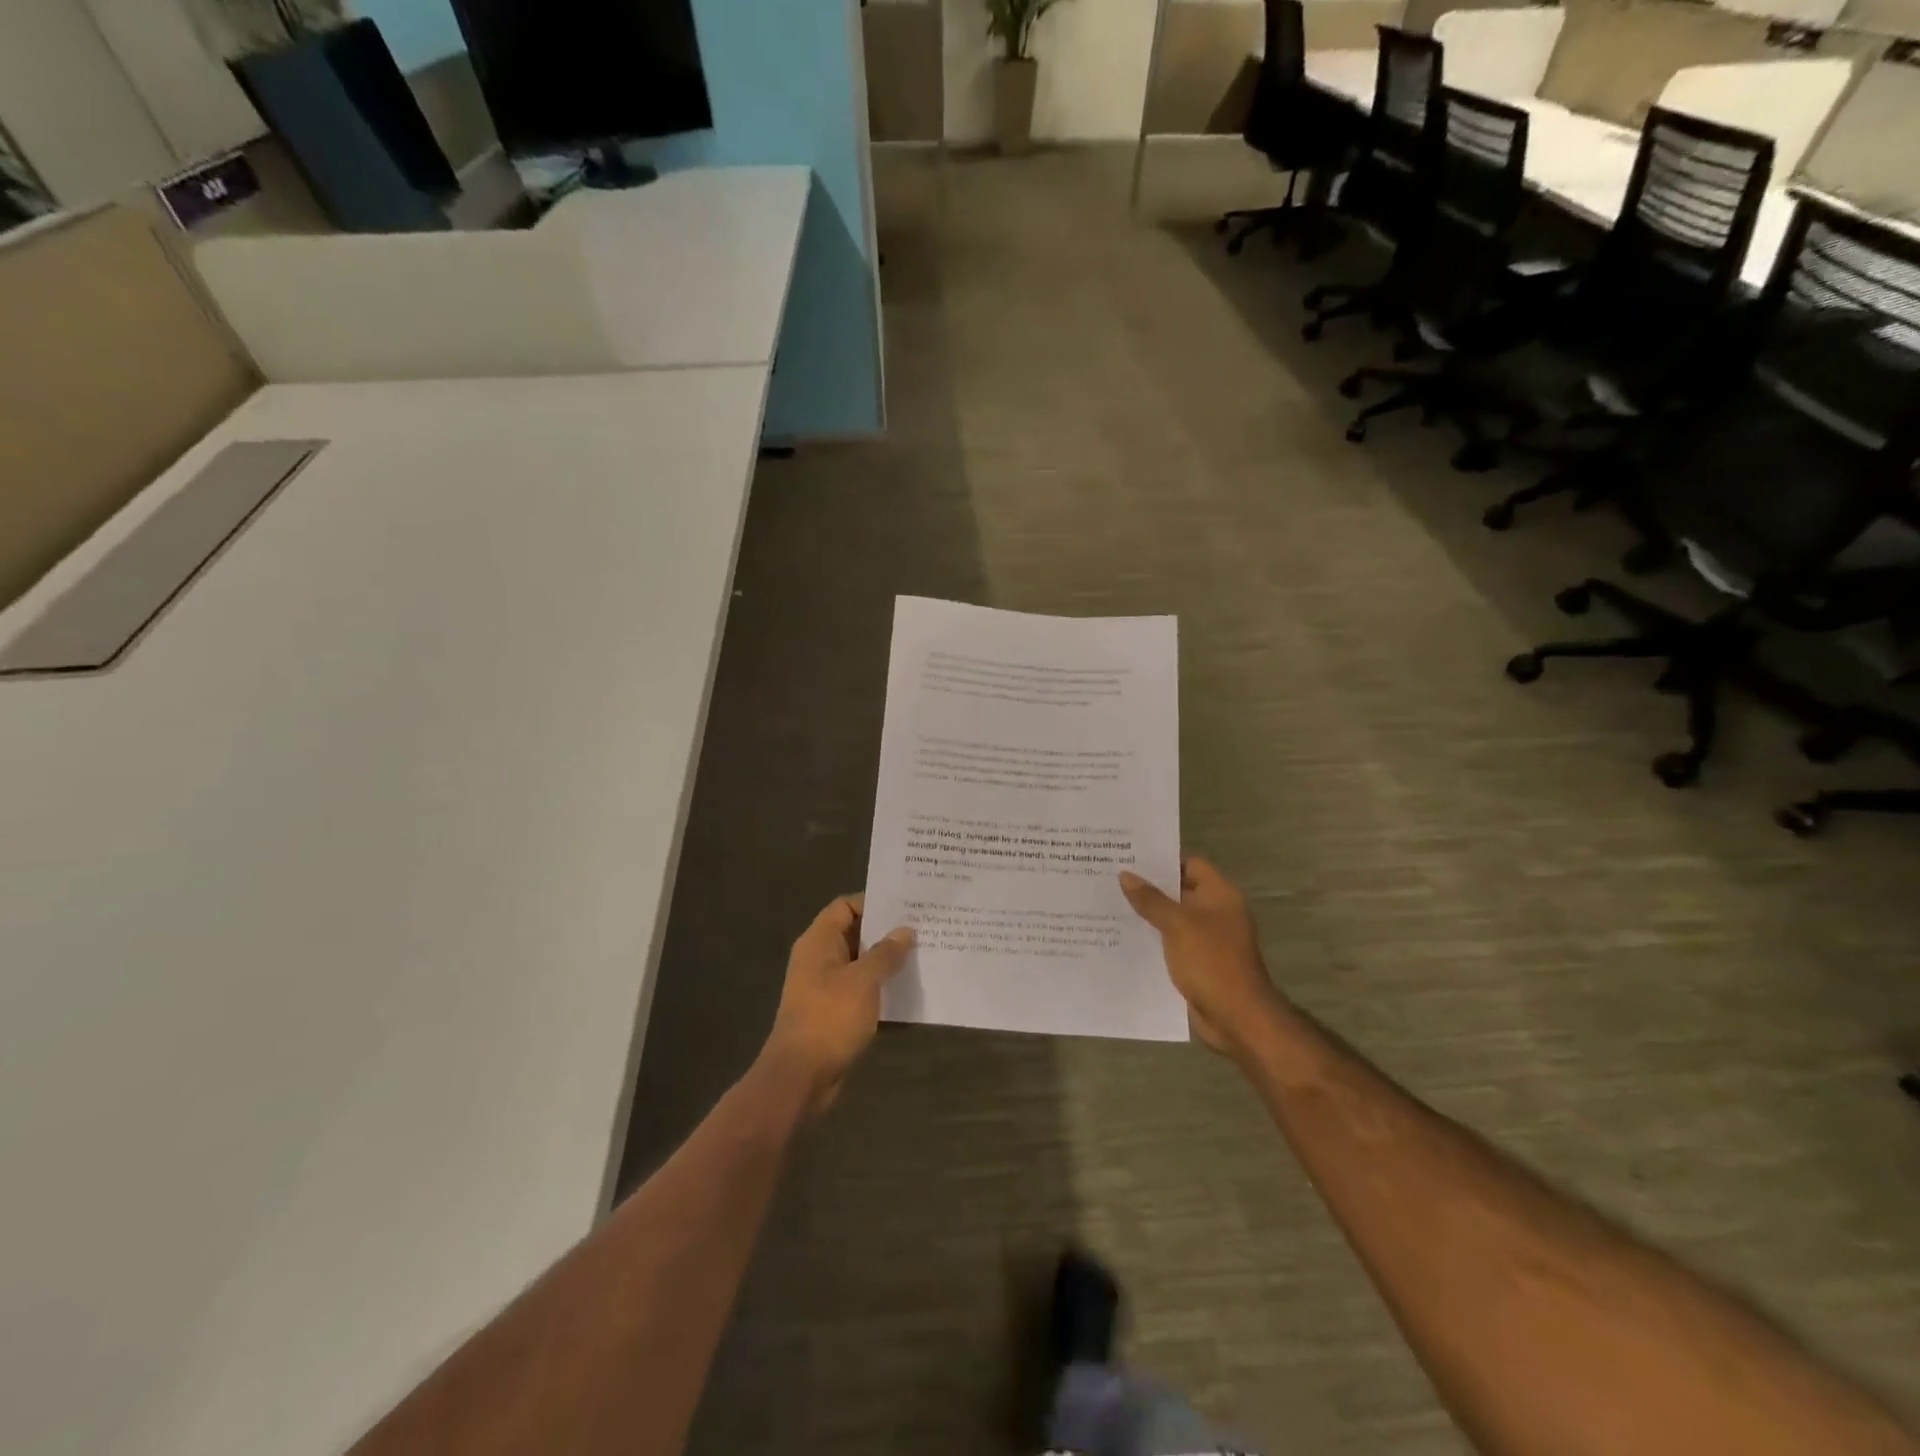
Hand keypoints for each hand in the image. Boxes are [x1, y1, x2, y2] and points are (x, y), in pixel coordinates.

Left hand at [763, 895, 913, 1115]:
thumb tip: (905, 931)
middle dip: (885, 931)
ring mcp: (824, 985)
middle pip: (854, 932)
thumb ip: (885, 953)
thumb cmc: (830, 1018)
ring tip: (921, 954)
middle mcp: (819, 958)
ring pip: (859, 962)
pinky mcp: (832, 1011)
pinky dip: (879, 986)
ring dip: (885, 960)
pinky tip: (906, 988)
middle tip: (922, 928)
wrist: (800, 1075)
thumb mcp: (863, 981)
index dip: (874, 902)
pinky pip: (859, 988)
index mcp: (819, 941)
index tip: (906, 906)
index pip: (846, 906)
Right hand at [1120, 857, 1282, 1058]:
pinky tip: (1125, 938)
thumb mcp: (1176, 924)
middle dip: (1149, 887)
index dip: (1162, 860)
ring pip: (1173, 918)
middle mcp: (1217, 912)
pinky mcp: (1199, 962)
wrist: (1236, 1017)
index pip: (1190, 864)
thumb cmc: (1210, 961)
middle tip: (1112, 879)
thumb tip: (1126, 875)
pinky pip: (1172, 942)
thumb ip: (1150, 899)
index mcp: (1220, 895)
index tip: (1130, 858)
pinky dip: (1154, 939)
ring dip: (1148, 915)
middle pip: (1179, 890)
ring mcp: (1209, 939)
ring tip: (1111, 905)